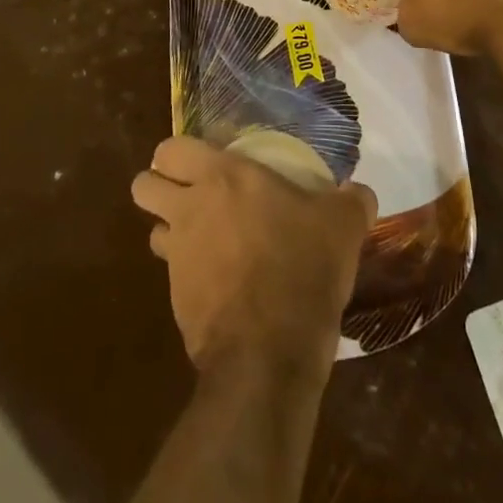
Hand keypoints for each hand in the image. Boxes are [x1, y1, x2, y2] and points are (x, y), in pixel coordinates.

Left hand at [132, 136, 375, 379]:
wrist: (269, 354)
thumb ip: (351, 201)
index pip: (172, 148)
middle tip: (191, 193)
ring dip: (170, 230)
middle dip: (158, 185)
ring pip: (153, 229)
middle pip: (143, 185)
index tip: (203, 161)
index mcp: (223, 178)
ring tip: (205, 239)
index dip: (179, 152)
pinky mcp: (176, 301)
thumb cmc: (302, 268)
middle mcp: (189, 210)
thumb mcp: (342, 226)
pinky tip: (222, 283)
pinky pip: (171, 274)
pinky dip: (188, 274)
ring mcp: (178, 258)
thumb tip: (359, 193)